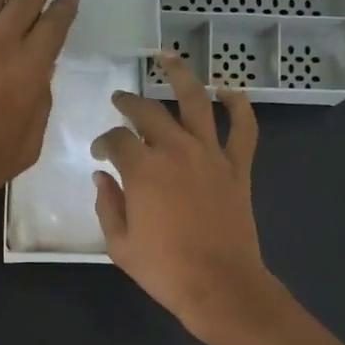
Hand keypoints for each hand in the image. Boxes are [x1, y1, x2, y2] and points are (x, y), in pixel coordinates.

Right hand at [92, 51, 276, 336]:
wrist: (218, 285)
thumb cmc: (164, 269)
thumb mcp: (120, 244)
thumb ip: (108, 205)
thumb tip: (102, 178)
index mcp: (142, 170)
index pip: (117, 139)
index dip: (104, 141)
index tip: (100, 153)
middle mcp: (176, 151)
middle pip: (150, 112)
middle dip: (130, 102)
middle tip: (121, 99)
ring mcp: (211, 155)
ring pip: (196, 102)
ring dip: (181, 76)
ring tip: (167, 59)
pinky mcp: (237, 168)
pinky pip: (244, 129)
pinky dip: (240, 106)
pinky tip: (230, 91)